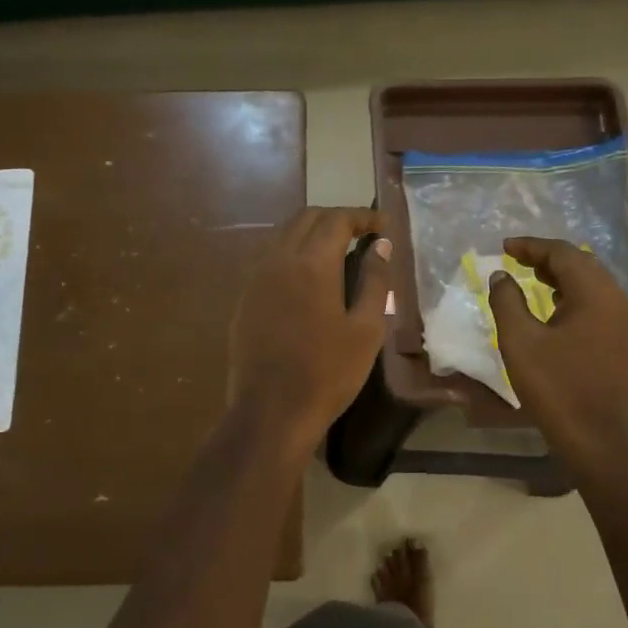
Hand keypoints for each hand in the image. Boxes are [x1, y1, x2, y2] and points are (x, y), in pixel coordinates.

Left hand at [229, 207, 390, 453]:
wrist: (271, 411)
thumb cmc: (328, 372)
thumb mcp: (366, 329)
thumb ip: (375, 281)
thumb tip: (380, 245)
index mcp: (311, 263)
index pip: (337, 219)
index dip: (362, 217)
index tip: (383, 226)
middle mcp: (278, 260)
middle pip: (306, 219)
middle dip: (336, 218)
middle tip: (362, 234)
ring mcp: (256, 279)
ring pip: (283, 236)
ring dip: (311, 233)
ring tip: (338, 252)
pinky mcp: (245, 299)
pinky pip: (270, 259)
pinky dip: (293, 253)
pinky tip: (309, 278)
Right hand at [488, 237, 627, 466]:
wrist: (595, 437)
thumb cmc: (555, 386)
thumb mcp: (519, 341)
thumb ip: (507, 301)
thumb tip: (501, 276)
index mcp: (596, 294)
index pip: (563, 254)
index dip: (532, 247)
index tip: (504, 247)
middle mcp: (618, 300)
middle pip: (581, 263)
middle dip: (547, 257)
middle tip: (516, 259)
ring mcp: (625, 321)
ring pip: (592, 282)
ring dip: (561, 275)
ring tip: (530, 277)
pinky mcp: (624, 339)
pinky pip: (598, 302)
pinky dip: (573, 294)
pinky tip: (553, 305)